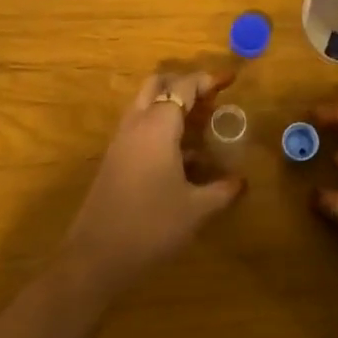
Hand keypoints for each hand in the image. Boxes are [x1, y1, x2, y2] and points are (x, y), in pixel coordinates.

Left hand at [61, 71, 245, 294]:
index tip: (229, 81)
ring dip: (170, 106)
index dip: (207, 80)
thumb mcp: (196, 210)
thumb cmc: (151, 226)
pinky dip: (160, 127)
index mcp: (157, 126)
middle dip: (184, 85)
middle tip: (210, 100)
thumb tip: (242, 181)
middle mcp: (136, 124)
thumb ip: (222, 190)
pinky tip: (182, 157)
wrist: (96, 257)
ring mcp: (121, 141)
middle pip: (157, 85)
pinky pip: (139, 128)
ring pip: (145, 105)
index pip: (183, 86)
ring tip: (200, 126)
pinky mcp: (113, 159)